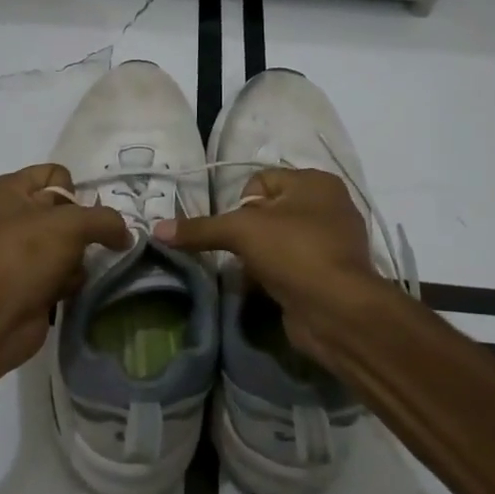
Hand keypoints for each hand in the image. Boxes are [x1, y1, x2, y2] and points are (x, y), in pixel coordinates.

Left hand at [0, 164, 130, 387]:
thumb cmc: (25, 257)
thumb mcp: (71, 225)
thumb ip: (106, 220)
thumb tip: (125, 235)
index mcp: (7, 190)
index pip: (55, 173)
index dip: (73, 192)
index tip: (76, 216)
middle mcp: (9, 215)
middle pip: (64, 209)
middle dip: (82, 228)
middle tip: (83, 244)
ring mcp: (17, 250)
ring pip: (67, 242)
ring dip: (78, 257)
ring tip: (71, 270)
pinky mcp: (27, 279)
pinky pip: (61, 269)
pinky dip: (69, 278)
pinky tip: (64, 288)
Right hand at [151, 168, 394, 364]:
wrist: (337, 311)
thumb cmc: (294, 252)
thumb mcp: (241, 232)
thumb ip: (200, 229)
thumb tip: (157, 230)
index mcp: (316, 182)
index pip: (261, 181)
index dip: (240, 204)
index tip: (235, 230)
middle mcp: (329, 206)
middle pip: (268, 212)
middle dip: (247, 233)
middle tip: (239, 253)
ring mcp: (332, 242)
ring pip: (278, 241)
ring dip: (258, 257)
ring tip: (249, 274)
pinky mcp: (329, 274)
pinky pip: (290, 266)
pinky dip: (274, 275)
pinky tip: (264, 289)